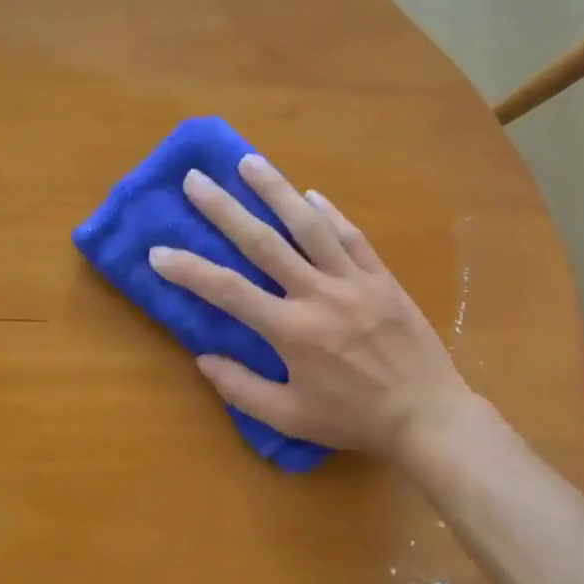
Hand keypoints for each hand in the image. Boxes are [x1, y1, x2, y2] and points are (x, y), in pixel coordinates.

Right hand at [148, 153, 473, 457]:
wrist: (426, 414)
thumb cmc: (354, 420)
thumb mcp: (291, 418)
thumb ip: (242, 389)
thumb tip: (203, 359)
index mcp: (291, 331)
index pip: (227, 291)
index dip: (189, 270)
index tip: (157, 251)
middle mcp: (318, 295)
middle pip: (263, 243)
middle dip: (224, 209)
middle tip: (195, 180)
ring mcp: (354, 281)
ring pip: (309, 227)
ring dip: (276, 191)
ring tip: (249, 163)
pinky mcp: (382, 278)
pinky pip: (352, 237)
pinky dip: (330, 214)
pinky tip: (311, 196)